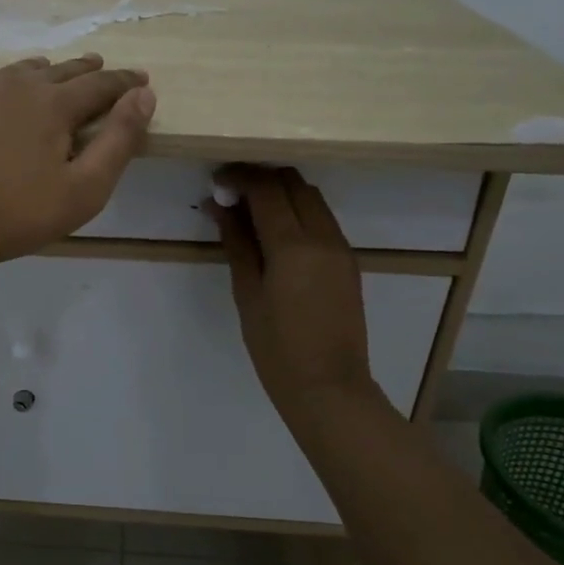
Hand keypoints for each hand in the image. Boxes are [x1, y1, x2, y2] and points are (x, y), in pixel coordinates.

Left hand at [0, 54, 154, 275]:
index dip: (124, 81)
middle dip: (83, 70)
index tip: (139, 78)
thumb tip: (144, 95)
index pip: (100, 84)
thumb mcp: (84, 190)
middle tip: (97, 66)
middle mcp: (14, 82)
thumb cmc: (15, 216)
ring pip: (14, 73)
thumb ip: (119, 140)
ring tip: (45, 77)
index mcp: (53, 103)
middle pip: (58, 70)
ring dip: (36, 75)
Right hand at [210, 166, 393, 442]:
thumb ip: (237, 244)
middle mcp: (323, 236)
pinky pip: (321, 219)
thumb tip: (220, 207)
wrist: (329, 387)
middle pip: (293, 183)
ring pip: (311, 197)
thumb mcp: (247, 294)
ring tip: (250, 212)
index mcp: (293, 245)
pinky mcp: (347, 260)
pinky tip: (275, 233)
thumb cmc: (277, 348)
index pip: (266, 188)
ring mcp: (340, 247)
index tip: (216, 181)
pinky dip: (297, 212)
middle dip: (261, 178)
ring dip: (281, 193)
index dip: (239, 177)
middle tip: (231, 194)